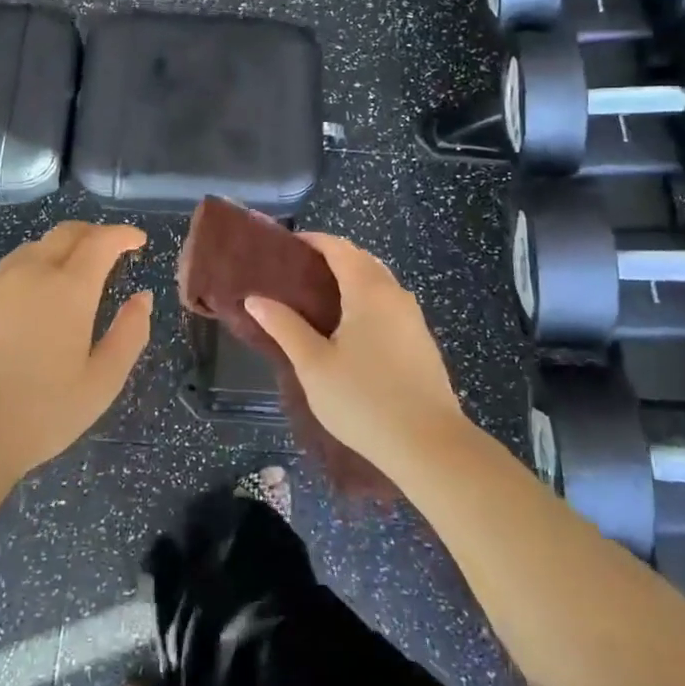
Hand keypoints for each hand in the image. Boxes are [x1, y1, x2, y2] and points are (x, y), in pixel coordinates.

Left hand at [0, 222, 151, 484]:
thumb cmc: (42, 413)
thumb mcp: (103, 382)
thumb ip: (130, 333)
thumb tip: (142, 297)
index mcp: (69, 289)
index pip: (101, 241)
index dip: (123, 234)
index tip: (137, 240)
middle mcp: (31, 273)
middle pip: (65, 233)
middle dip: (92, 234)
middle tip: (108, 250)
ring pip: (32, 248)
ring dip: (58, 251)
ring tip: (69, 275)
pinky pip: (4, 272)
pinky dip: (27, 273)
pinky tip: (27, 303)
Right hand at [245, 233, 468, 476]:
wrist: (429, 445)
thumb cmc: (364, 401)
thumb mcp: (314, 365)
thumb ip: (284, 327)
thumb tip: (255, 299)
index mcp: (367, 290)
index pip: (339, 248)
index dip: (313, 241)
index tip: (286, 246)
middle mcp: (394, 294)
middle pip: (361, 260)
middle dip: (331, 257)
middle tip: (297, 273)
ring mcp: (413, 317)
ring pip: (379, 282)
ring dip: (351, 279)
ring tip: (320, 298)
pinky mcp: (422, 340)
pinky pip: (390, 303)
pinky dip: (367, 299)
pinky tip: (351, 328)